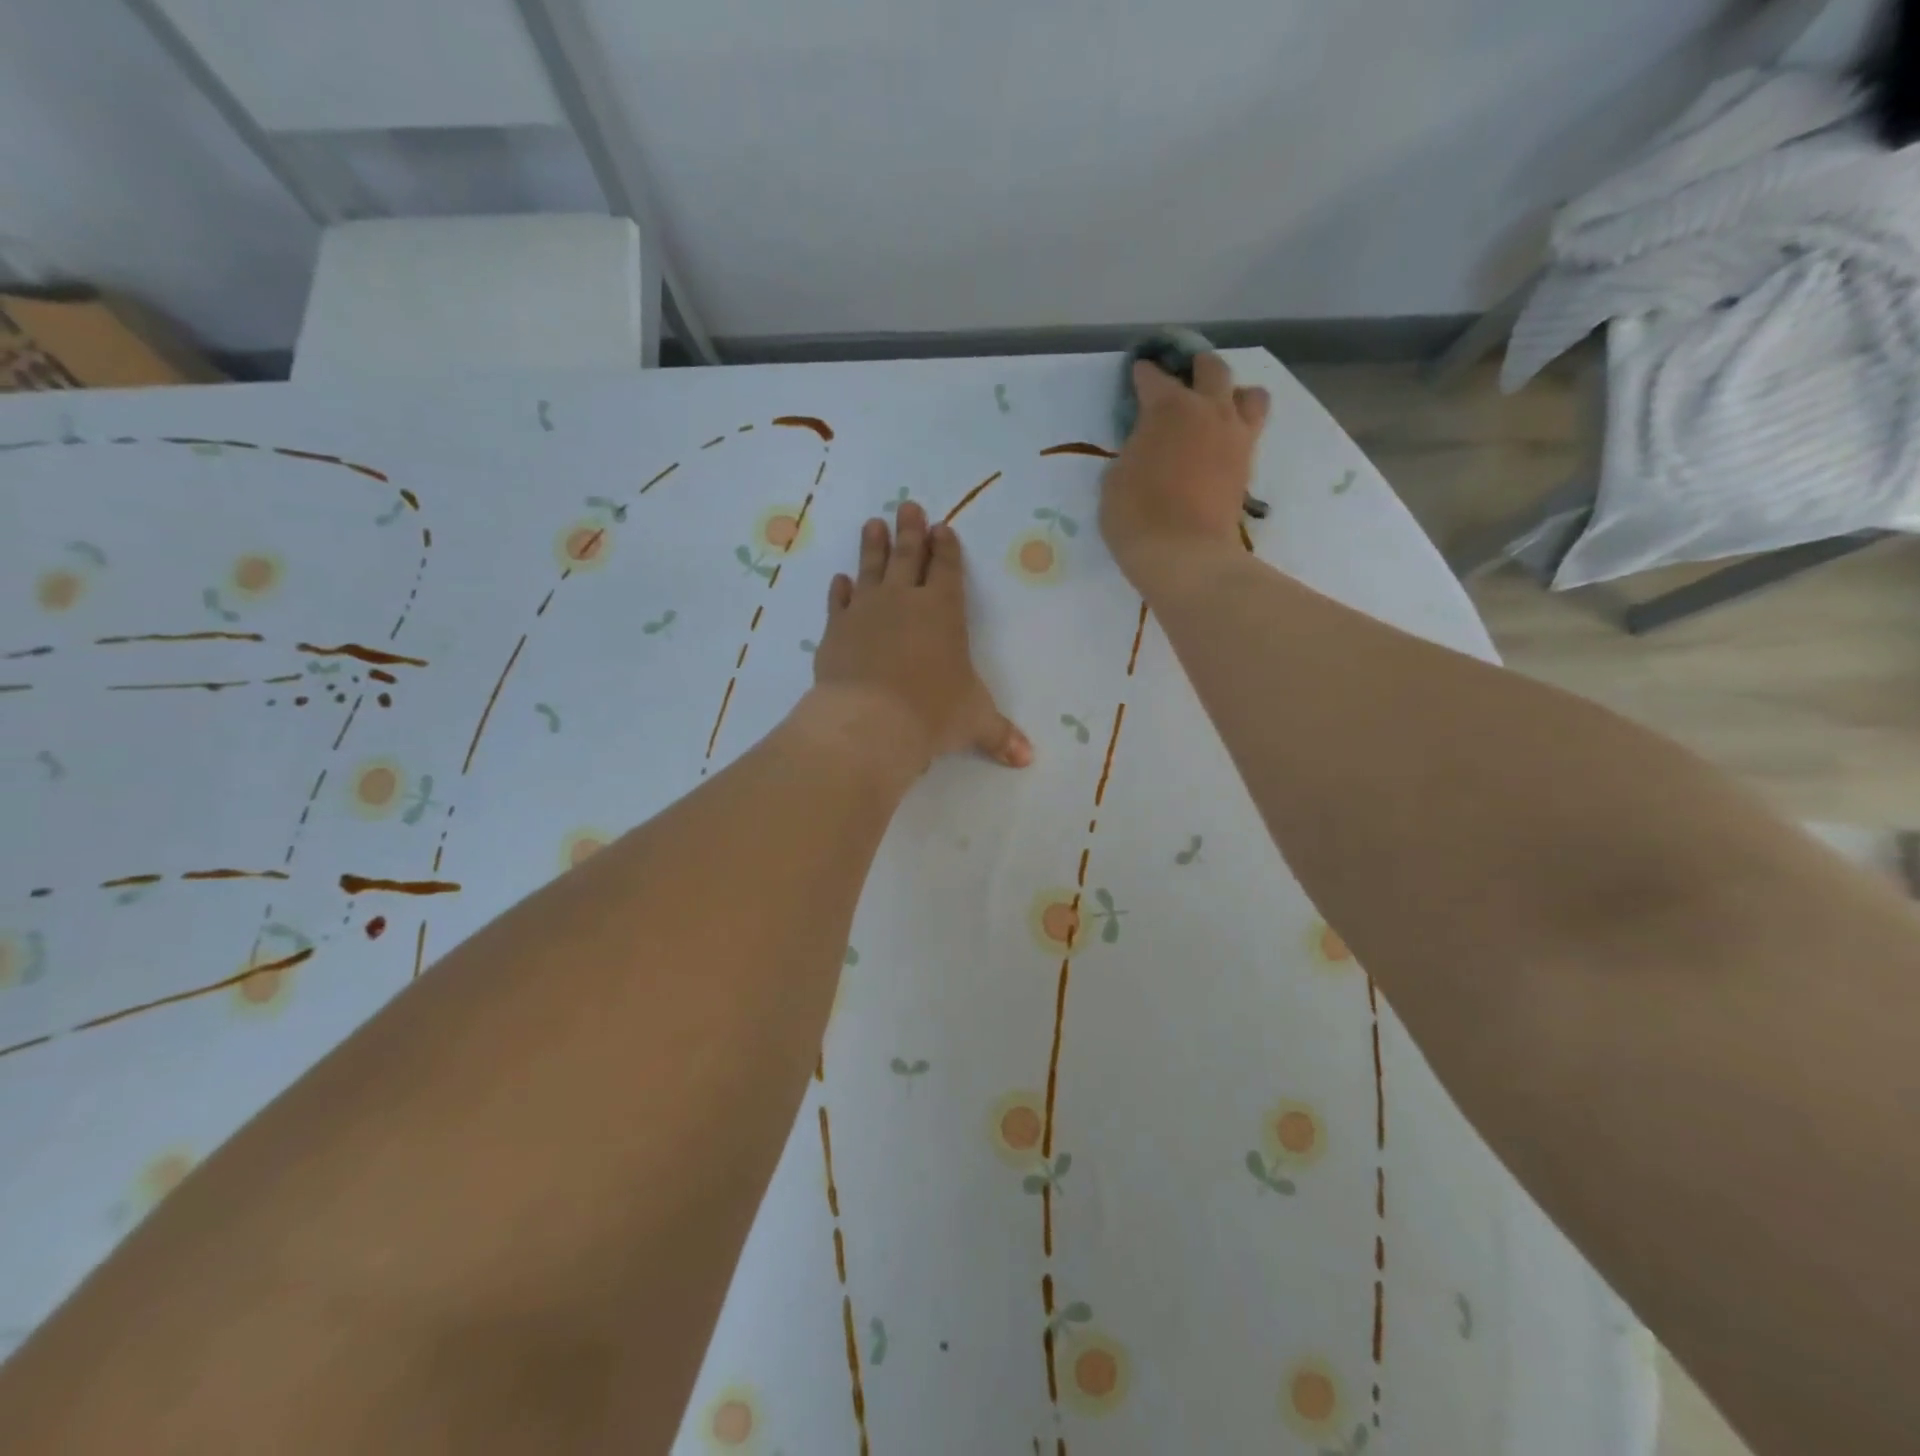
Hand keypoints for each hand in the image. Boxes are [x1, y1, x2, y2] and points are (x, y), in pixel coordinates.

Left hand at [807, 501, 1032, 775]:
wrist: (870, 722)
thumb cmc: (933, 713)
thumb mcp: (975, 722)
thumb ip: (1000, 735)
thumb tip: (1028, 758)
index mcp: (944, 612)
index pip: (947, 569)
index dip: (946, 548)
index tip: (942, 528)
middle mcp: (904, 602)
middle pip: (907, 556)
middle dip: (910, 531)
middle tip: (907, 506)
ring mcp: (865, 612)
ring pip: (870, 569)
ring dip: (873, 546)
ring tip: (873, 524)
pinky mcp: (835, 631)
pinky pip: (839, 602)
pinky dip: (840, 590)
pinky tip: (840, 580)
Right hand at [1100, 353, 1270, 590]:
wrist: (1185, 555)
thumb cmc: (1137, 516)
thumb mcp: (1115, 480)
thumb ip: (1132, 452)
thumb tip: (1144, 449)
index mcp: (1168, 408)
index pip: (1153, 378)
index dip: (1142, 374)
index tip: (1137, 374)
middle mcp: (1208, 410)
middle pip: (1212, 369)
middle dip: (1196, 367)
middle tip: (1184, 377)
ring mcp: (1235, 436)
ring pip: (1249, 394)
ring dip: (1233, 394)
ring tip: (1218, 408)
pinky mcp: (1248, 465)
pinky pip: (1251, 430)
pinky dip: (1238, 428)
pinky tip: (1223, 441)